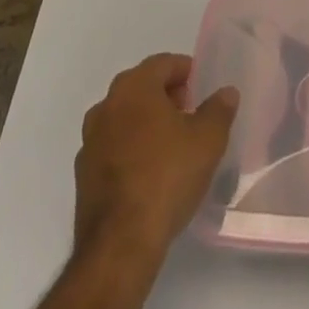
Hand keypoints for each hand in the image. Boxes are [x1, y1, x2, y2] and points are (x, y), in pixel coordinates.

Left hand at [73, 51, 238, 262]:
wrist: (119, 245)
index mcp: (134, 87)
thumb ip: (219, 109)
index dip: (185, 72)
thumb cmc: (167, 177)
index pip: (163, 63)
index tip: (201, 89)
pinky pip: (112, 149)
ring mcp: (90, 142)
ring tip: (171, 145)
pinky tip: (149, 173)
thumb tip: (226, 93)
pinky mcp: (83, 177)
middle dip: (166, 96)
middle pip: (141, 88)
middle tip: (190, 114)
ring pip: (124, 118)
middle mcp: (106, 106)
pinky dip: (130, 150)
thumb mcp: (208, 139)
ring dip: (146, 123)